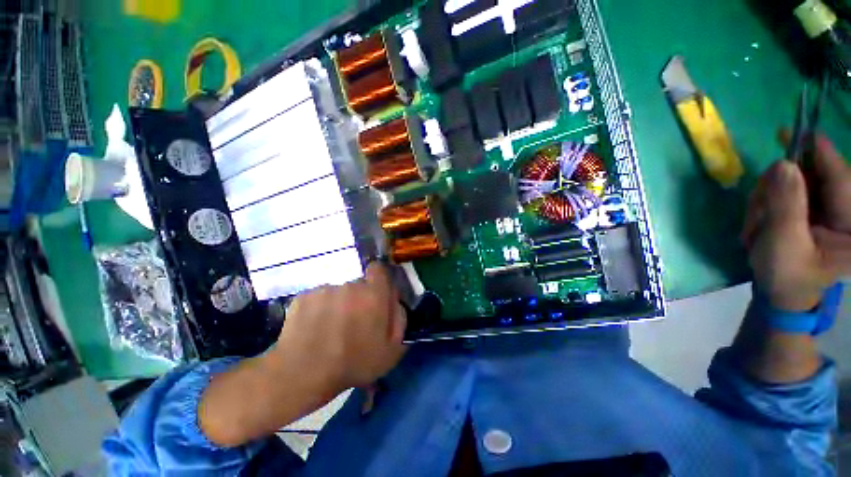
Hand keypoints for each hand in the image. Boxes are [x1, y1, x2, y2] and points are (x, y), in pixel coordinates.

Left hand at [269, 262, 406, 396]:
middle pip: (358, 284)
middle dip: (359, 298)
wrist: (303, 374)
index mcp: (374, 294)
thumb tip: (395, 301)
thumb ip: (399, 318)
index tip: (376, 296)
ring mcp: (325, 289)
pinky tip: (314, 328)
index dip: (378, 280)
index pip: (379, 269)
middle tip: (353, 321)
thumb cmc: (354, 363)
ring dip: (339, 304)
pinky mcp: (304, 296)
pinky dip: (319, 309)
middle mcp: (350, 285)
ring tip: (331, 328)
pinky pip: (318, 297)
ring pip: (338, 292)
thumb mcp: (392, 349)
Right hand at [742, 135, 850, 311]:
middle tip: (759, 208)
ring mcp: (832, 209)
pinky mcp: (816, 208)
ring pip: (799, 180)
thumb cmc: (786, 276)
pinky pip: (791, 189)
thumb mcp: (783, 244)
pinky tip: (763, 217)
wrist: (781, 292)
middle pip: (817, 176)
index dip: (821, 154)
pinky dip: (771, 199)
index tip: (799, 132)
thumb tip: (784, 165)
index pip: (841, 179)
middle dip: (782, 186)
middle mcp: (848, 211)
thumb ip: (786, 205)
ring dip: (771, 195)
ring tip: (758, 223)